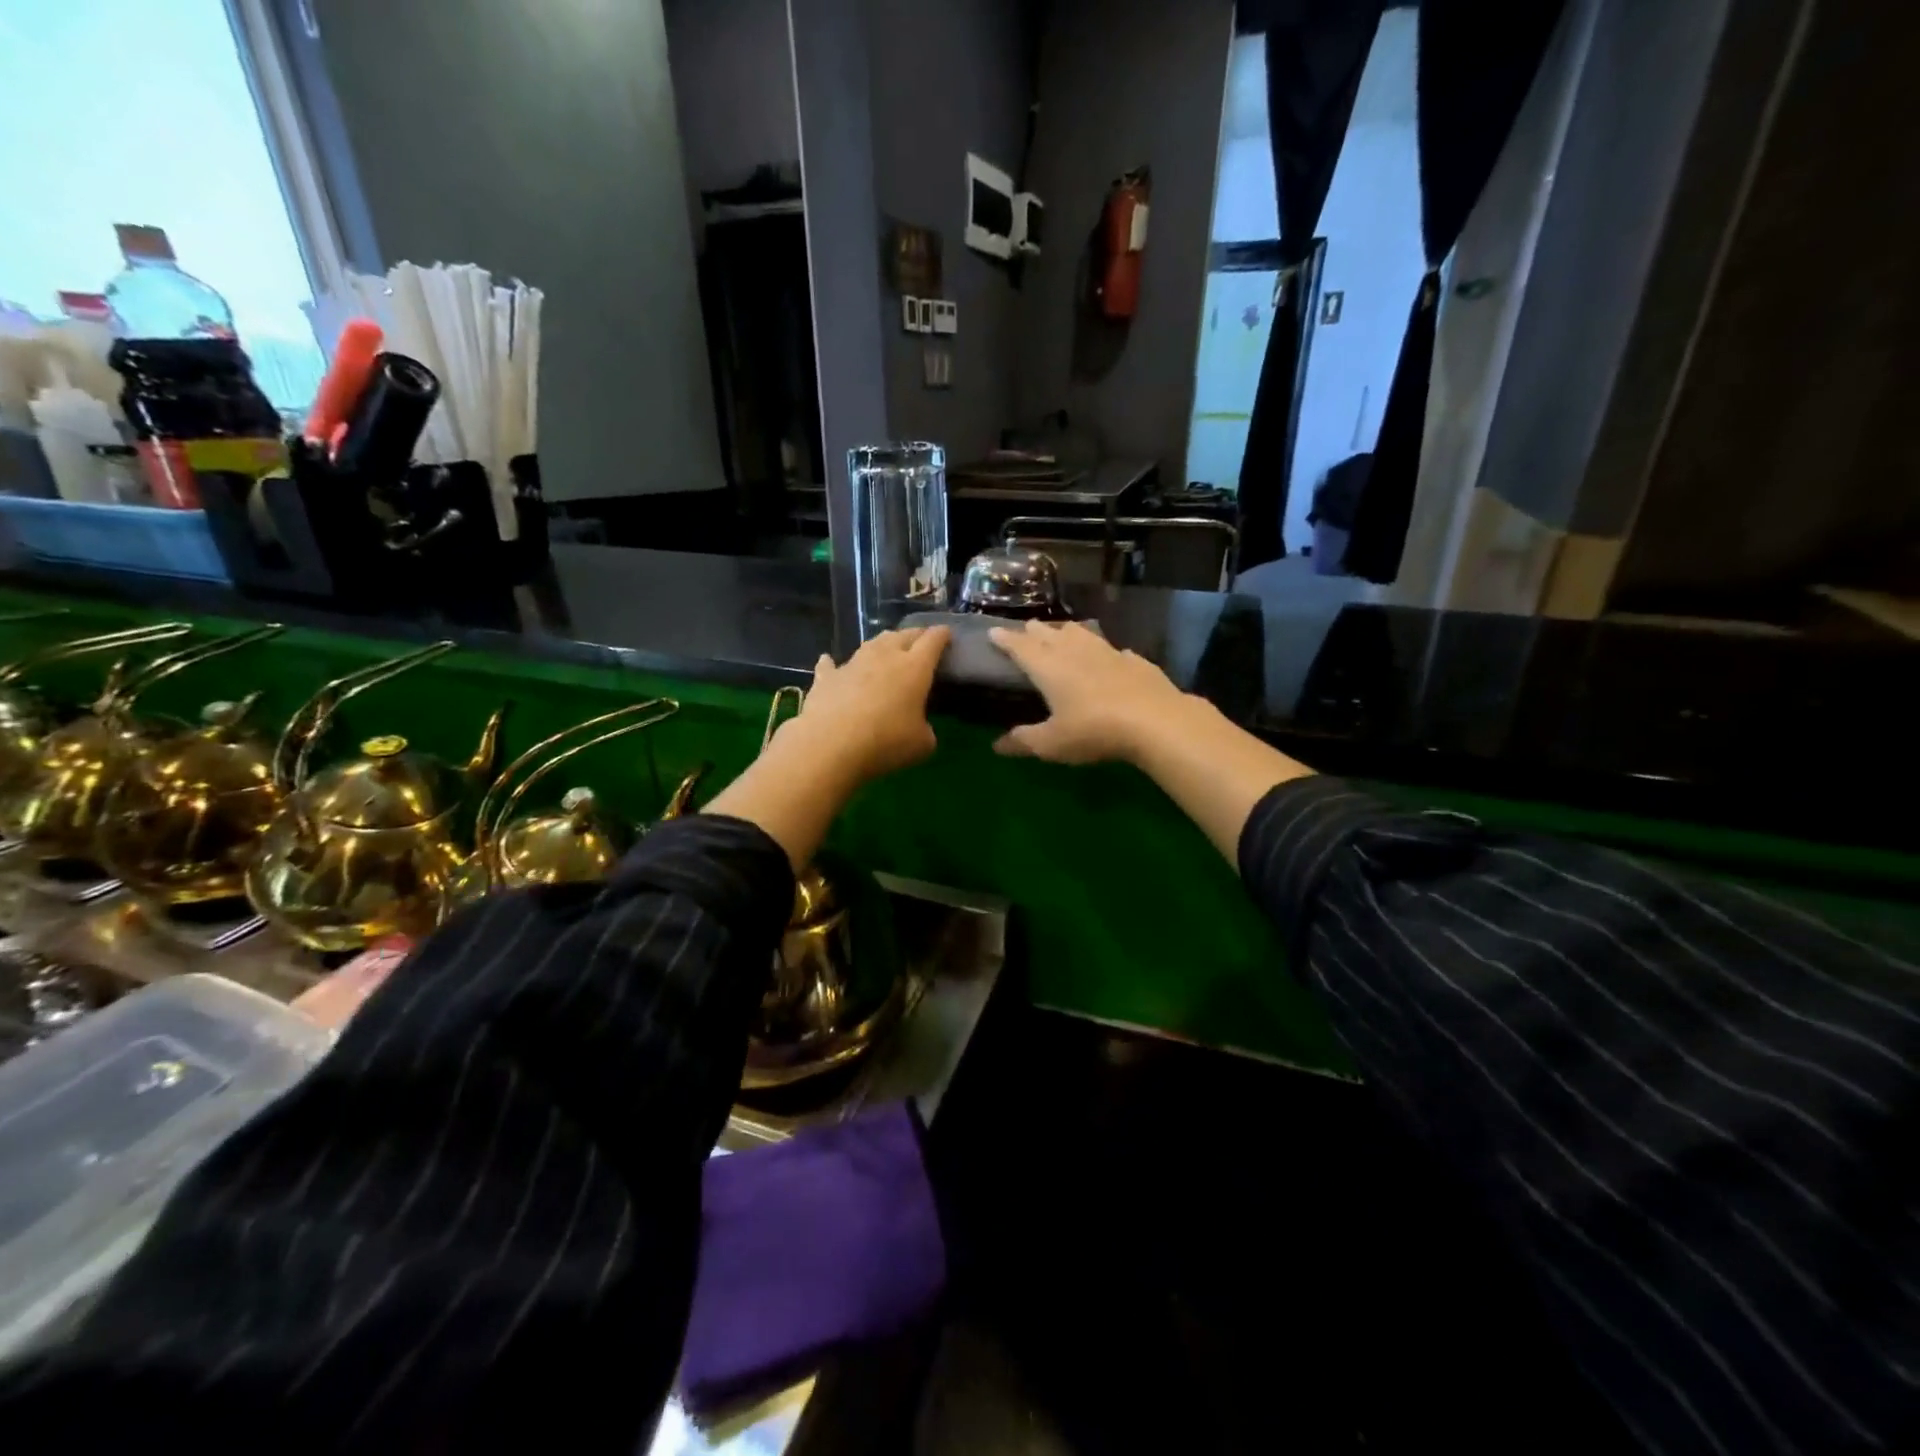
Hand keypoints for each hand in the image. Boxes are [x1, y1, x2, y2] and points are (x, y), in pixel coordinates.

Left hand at [781, 626, 951, 784]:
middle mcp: (885, 656)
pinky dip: (834, 663)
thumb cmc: (886, 741)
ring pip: (872, 643)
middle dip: (915, 635)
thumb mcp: (922, 744)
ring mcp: (853, 664)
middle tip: (921, 641)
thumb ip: (925, 730)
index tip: (947, 633)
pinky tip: (828, 660)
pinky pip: (831, 664)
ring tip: (887, 647)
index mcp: (914, 668)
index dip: (942, 635)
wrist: (831, 744)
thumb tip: (919, 729)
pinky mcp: (826, 677)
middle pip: (903, 635)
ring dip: (883, 643)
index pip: (933, 641)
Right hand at [987, 621, 1197, 763]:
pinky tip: (1110, 655)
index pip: (1020, 646)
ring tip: (1062, 632)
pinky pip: (1113, 649)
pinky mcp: (1135, 660)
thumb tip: (996, 746)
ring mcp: (1108, 652)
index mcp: (1048, 667)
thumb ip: (1023, 741)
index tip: (993, 631)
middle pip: (1049, 634)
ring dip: (1067, 631)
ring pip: (1081, 633)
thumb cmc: (1093, 730)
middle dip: (1034, 631)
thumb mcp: (1052, 743)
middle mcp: (1075, 651)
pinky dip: (1103, 649)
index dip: (1006, 639)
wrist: (1155, 721)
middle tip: (1026, 629)